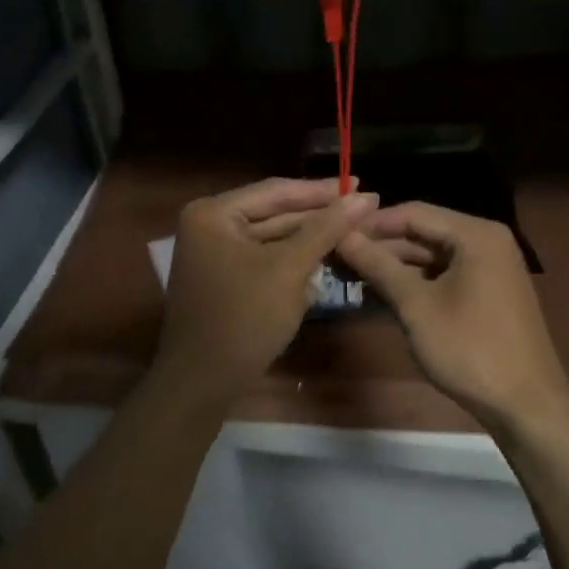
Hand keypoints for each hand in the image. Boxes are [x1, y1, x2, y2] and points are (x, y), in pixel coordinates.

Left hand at [154, 178, 378, 403]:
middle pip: (274, 212)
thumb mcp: (289, 269)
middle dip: (318, 215)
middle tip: (364, 208)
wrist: (203, 382)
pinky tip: (326, 257)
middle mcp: (208, 225)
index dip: (322, 190)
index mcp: (213, 213)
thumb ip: (326, 229)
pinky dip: (292, 260)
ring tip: (353, 229)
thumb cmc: (244, 319)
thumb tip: (365, 196)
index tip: (363, 186)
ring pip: (272, 238)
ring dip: (309, 238)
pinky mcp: (224, 278)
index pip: (276, 191)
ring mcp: (214, 253)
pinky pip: (264, 259)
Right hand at [336, 202, 568, 434]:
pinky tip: (381, 293)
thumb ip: (379, 266)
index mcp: (475, 235)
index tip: (332, 235)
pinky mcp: (487, 292)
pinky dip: (414, 282)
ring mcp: (489, 267)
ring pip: (431, 255)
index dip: (371, 224)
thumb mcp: (416, 306)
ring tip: (350, 276)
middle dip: (380, 246)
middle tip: (336, 258)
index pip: (413, 213)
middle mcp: (486, 241)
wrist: (526, 405)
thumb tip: (342, 236)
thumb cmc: (469, 349)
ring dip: (393, 265)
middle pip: (422, 232)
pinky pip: (444, 275)